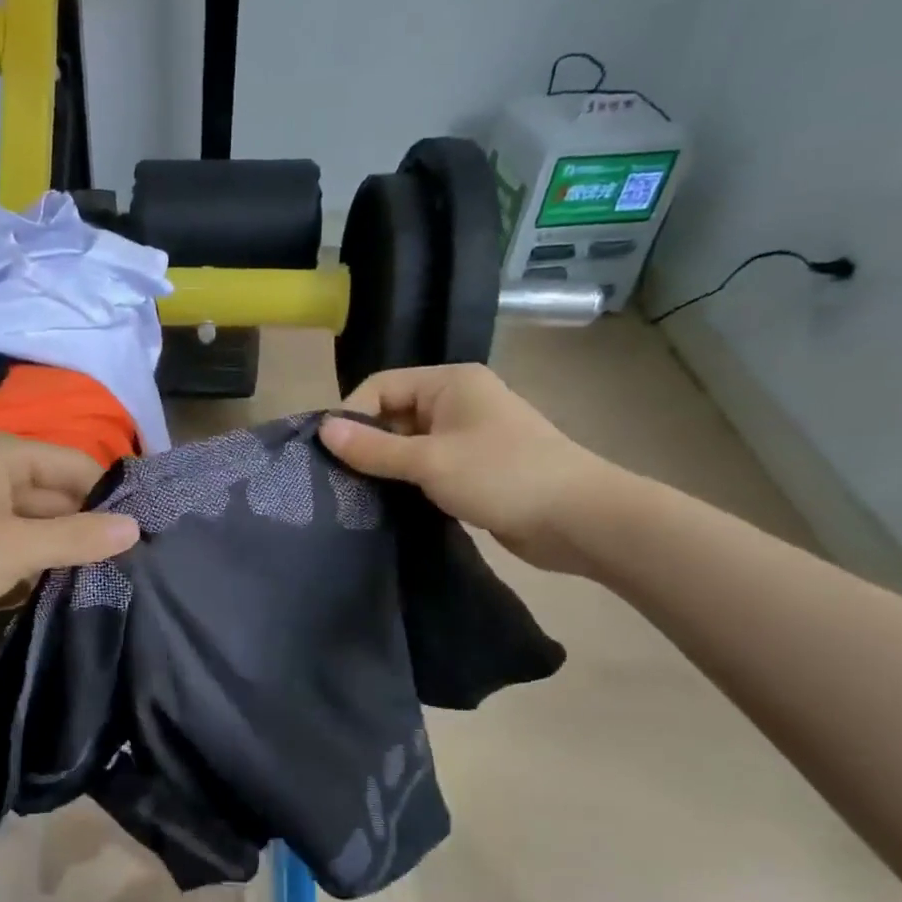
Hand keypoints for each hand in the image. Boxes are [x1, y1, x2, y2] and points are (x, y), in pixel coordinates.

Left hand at [0, 429, 138, 637]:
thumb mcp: (17, 548)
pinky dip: (28, 557)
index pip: (75, 464)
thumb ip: (79, 537)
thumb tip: (135, 528)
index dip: (107, 497)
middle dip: (83, 525)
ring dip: (57, 545)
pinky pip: (7, 537)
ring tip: (100, 576)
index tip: (141, 533)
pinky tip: (52, 584)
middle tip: (126, 562)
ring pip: (31, 517)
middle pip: (53, 490)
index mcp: (0, 451)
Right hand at [319, 364, 622, 572]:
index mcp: (449, 382)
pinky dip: (408, 482)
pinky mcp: (475, 468)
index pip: (381, 386)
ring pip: (410, 444)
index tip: (328, 454)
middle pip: (394, 413)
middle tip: (338, 480)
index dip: (352, 415)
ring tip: (357, 495)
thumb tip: (322, 430)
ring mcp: (469, 436)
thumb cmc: (502, 476)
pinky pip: (429, 466)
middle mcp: (458, 401)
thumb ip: (373, 448)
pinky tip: (389, 505)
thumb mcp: (429, 461)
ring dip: (387, 466)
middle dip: (367, 444)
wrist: (579, 519)